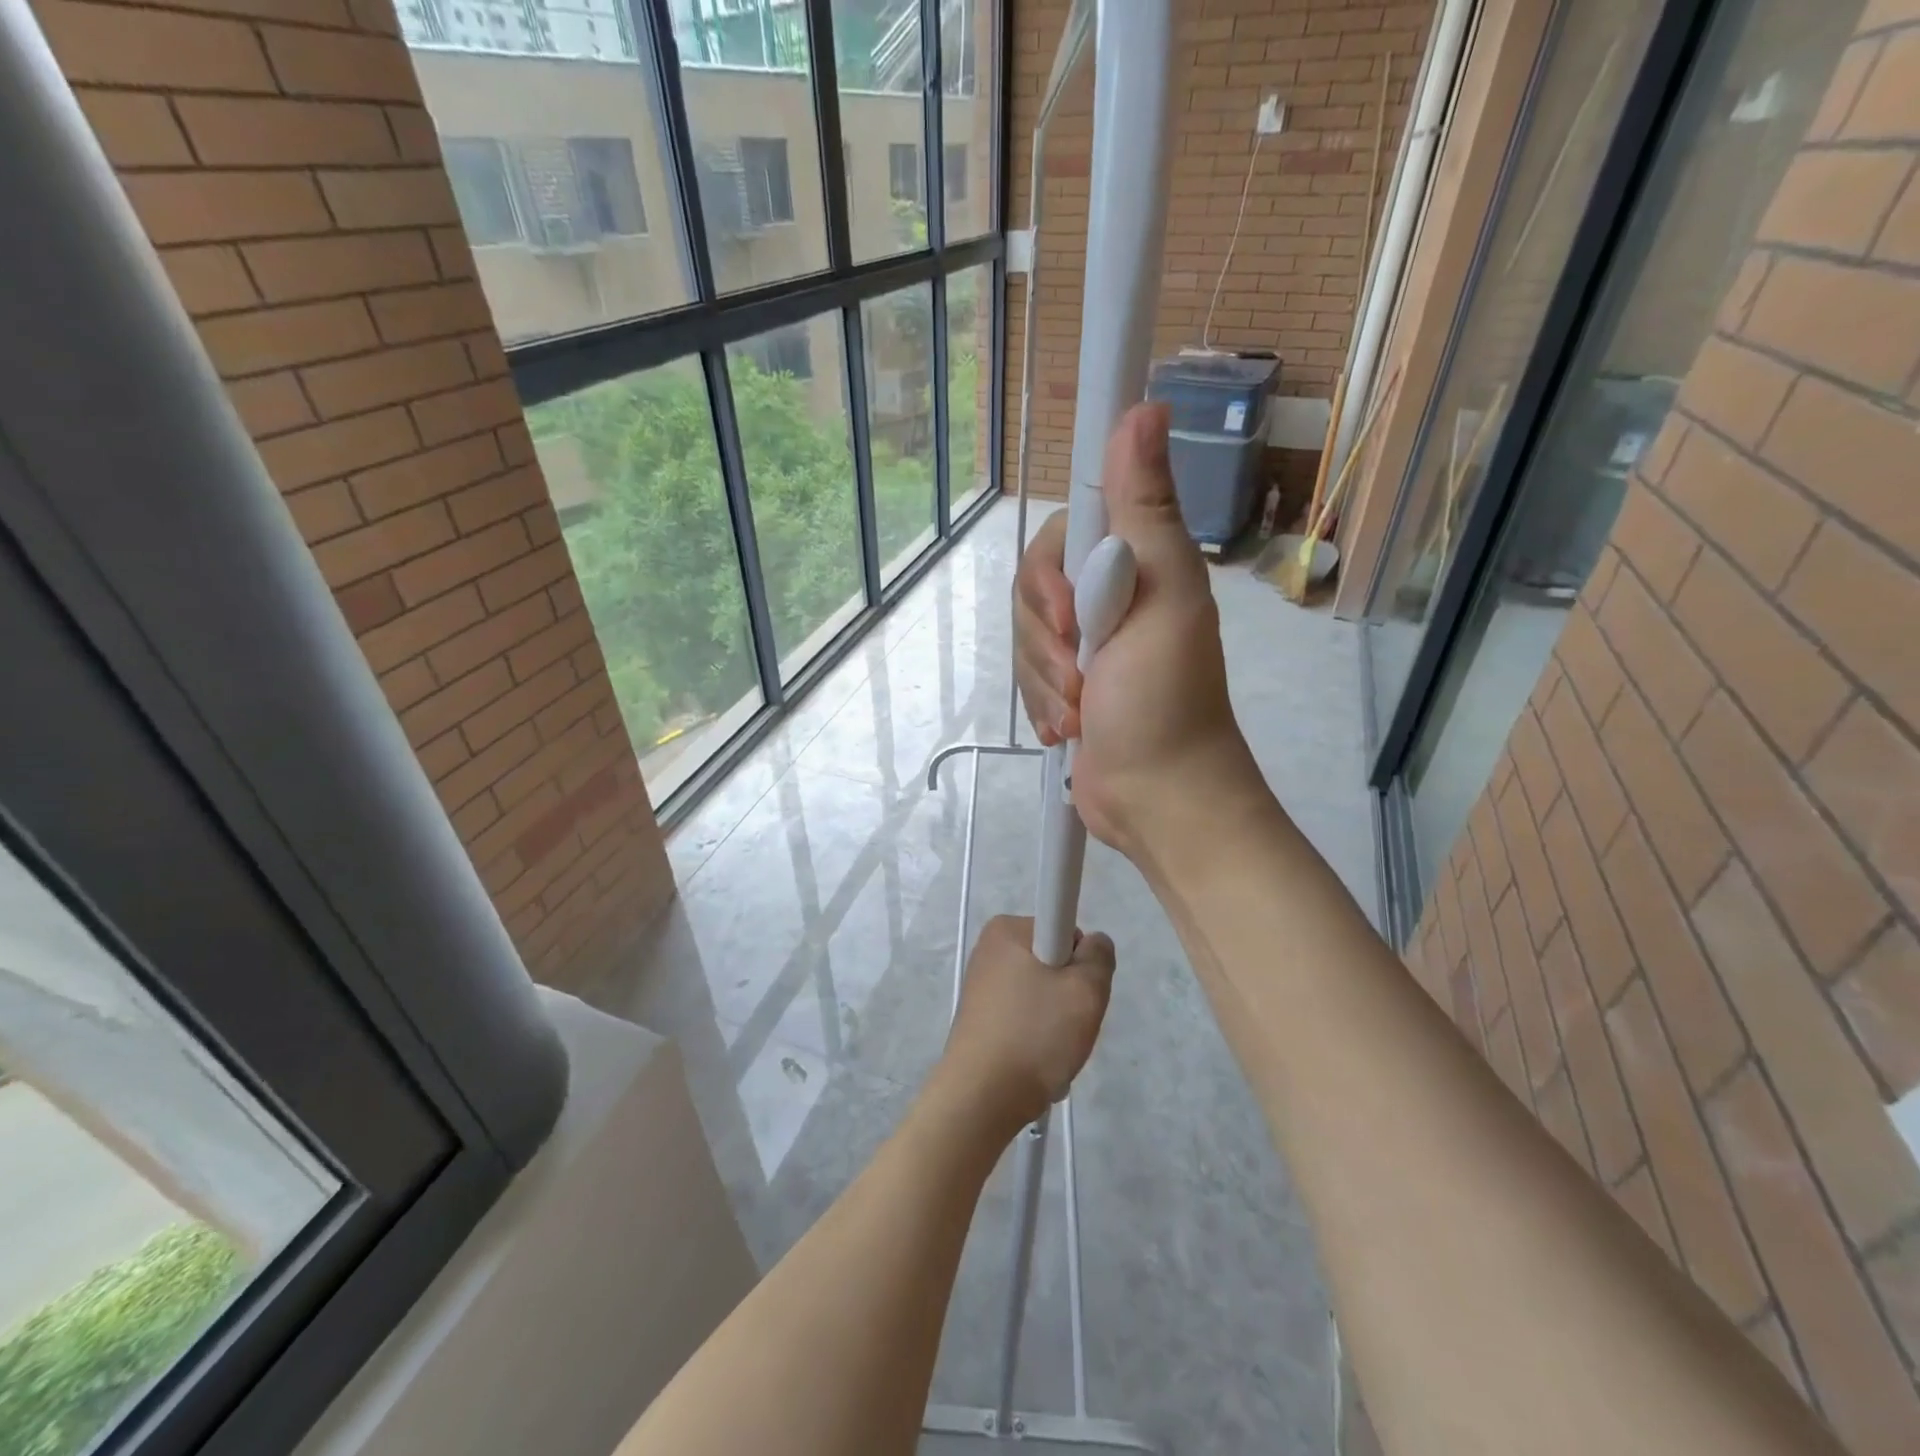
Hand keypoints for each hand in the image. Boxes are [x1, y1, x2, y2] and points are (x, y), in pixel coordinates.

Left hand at [938, 915, 1114, 1131]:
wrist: (981, 1098)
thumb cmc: (1034, 1034)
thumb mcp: (1086, 990)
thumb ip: (1100, 956)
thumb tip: (1094, 943)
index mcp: (1006, 929)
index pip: (1064, 929)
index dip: (1081, 961)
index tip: (1078, 992)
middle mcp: (989, 950)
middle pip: (1054, 963)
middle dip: (1069, 995)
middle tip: (1070, 1026)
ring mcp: (981, 986)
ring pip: (1041, 995)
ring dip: (1057, 1023)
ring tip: (1052, 1051)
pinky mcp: (980, 1018)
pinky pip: (1024, 1018)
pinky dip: (1037, 1038)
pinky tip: (1037, 1063)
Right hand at [1012, 403, 1260, 858]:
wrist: (1158, 799)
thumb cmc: (1165, 701)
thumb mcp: (1162, 597)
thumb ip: (1145, 509)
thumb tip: (1144, 407)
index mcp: (1134, 565)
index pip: (1062, 532)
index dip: (1051, 573)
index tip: (1072, 615)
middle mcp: (1107, 596)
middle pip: (1032, 588)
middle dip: (1047, 640)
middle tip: (1083, 675)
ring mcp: (1084, 646)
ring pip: (1025, 637)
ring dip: (1046, 681)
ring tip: (1081, 712)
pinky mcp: (1066, 686)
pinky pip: (1027, 676)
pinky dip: (1043, 704)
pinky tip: (1070, 728)